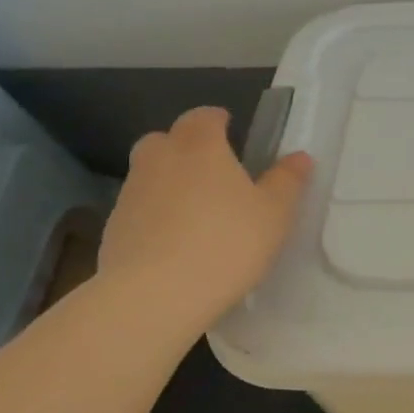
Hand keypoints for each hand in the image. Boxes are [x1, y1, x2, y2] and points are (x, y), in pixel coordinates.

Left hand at [99, 106, 313, 328]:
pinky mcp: (113, 229)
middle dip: (185, 146)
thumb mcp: (274, 213)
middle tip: (213, 169)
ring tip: (197, 212)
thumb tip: (300, 157)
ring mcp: (131, 194)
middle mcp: (159, 160)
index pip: (203, 116)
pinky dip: (155, 216)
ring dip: (170, 183)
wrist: (154, 296)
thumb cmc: (226, 242)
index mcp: (200, 147)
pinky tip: (176, 243)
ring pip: (150, 174)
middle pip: (166, 140)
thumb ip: (287, 181)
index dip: (217, 120)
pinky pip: (139, 210)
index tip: (231, 129)